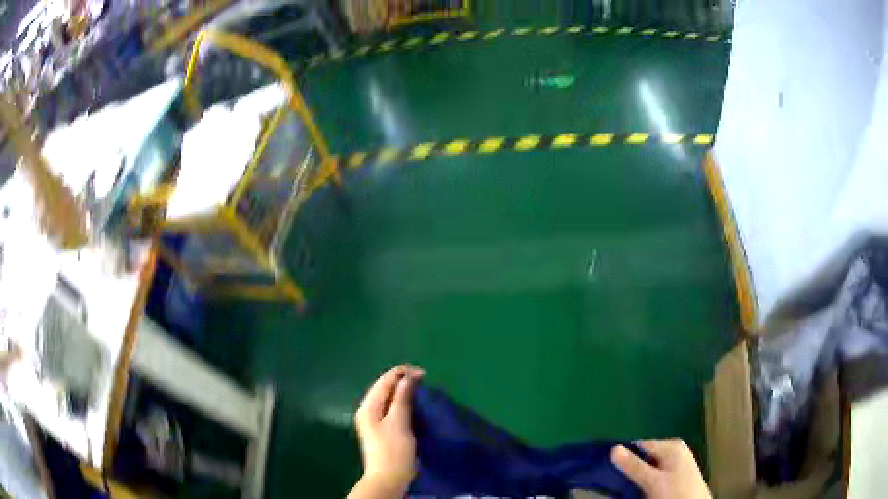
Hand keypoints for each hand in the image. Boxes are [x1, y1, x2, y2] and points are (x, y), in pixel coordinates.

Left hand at [349, 365, 423, 498]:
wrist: (387, 478)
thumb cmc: (393, 450)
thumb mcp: (399, 422)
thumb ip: (402, 398)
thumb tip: (408, 377)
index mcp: (369, 406)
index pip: (384, 380)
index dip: (403, 373)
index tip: (425, 375)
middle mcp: (368, 410)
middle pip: (384, 387)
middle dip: (403, 381)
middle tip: (424, 381)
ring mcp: (373, 421)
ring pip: (388, 398)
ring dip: (403, 392)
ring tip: (421, 391)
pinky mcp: (381, 430)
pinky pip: (391, 409)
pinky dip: (402, 403)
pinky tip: (413, 406)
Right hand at [611, 439, 710, 498]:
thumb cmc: (675, 493)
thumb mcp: (653, 481)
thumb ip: (634, 466)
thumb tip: (613, 449)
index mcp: (671, 446)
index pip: (639, 445)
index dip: (623, 455)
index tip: (606, 468)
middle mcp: (675, 449)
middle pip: (645, 455)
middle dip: (631, 466)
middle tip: (615, 480)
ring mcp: (677, 461)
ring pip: (650, 465)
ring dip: (638, 475)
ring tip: (626, 486)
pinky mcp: (677, 474)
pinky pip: (656, 473)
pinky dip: (647, 480)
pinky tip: (641, 489)